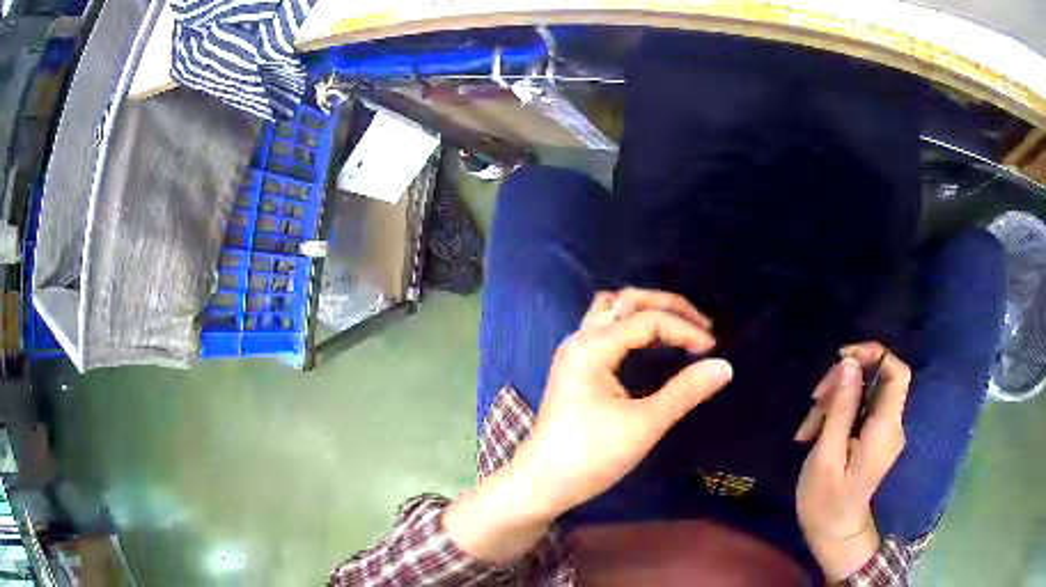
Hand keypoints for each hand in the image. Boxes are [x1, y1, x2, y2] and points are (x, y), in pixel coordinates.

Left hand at [511, 288, 732, 516]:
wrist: (541, 483)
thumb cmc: (590, 456)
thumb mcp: (644, 424)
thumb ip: (685, 391)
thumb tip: (724, 366)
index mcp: (593, 347)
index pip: (648, 319)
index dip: (685, 329)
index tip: (712, 349)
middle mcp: (580, 339)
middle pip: (627, 300)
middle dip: (668, 306)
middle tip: (701, 325)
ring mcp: (574, 353)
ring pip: (612, 311)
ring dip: (647, 311)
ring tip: (679, 329)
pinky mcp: (575, 368)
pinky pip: (606, 330)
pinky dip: (633, 327)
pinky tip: (652, 345)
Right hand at [794, 342, 909, 581]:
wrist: (833, 534)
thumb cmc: (826, 501)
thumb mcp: (827, 455)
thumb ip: (841, 409)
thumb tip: (849, 364)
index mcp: (884, 429)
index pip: (898, 374)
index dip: (874, 354)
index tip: (843, 358)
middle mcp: (891, 425)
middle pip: (876, 381)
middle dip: (844, 382)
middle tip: (814, 401)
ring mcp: (884, 432)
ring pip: (865, 395)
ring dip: (835, 401)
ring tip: (808, 428)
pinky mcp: (874, 438)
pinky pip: (860, 410)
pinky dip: (838, 414)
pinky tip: (815, 432)